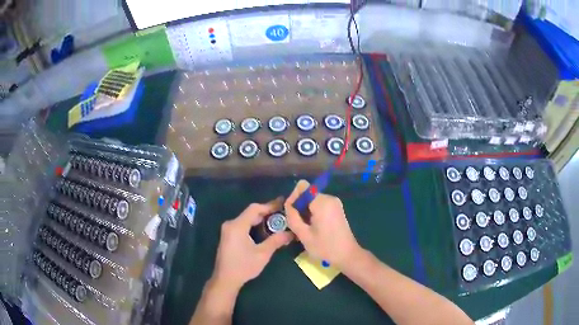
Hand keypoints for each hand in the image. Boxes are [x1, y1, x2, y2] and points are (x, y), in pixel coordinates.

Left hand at [211, 198, 292, 291]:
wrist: (225, 279)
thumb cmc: (243, 267)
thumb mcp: (262, 254)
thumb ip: (276, 241)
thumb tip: (291, 233)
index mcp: (237, 226)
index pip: (255, 209)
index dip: (269, 205)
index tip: (283, 205)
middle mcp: (231, 224)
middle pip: (250, 213)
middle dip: (267, 213)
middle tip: (283, 214)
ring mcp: (228, 230)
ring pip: (247, 219)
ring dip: (261, 219)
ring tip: (277, 221)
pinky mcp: (228, 236)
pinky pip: (243, 225)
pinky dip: (254, 225)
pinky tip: (264, 230)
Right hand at [284, 180, 360, 268]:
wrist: (347, 255)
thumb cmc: (325, 247)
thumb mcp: (304, 235)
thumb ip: (293, 217)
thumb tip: (288, 206)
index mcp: (322, 202)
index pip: (302, 186)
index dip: (293, 197)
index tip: (291, 214)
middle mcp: (329, 198)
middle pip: (307, 193)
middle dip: (298, 206)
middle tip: (296, 223)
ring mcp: (334, 203)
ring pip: (312, 199)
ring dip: (305, 210)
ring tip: (304, 227)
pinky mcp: (336, 208)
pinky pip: (319, 204)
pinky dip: (312, 212)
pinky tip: (312, 227)